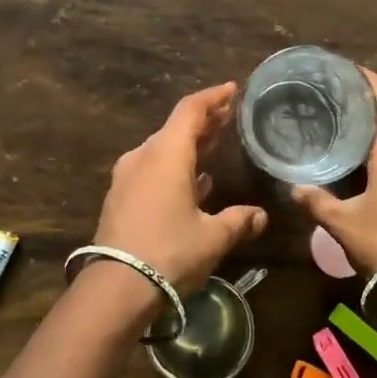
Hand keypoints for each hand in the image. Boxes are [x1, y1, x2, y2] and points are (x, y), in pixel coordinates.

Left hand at [93, 82, 268, 298]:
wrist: (115, 288)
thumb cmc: (170, 252)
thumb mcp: (213, 237)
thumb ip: (239, 221)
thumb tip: (261, 216)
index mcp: (167, 154)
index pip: (191, 110)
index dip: (214, 97)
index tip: (233, 89)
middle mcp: (143, 157)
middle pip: (176, 128)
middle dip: (204, 121)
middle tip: (229, 117)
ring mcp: (127, 177)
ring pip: (162, 150)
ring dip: (188, 145)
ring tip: (215, 146)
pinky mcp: (119, 197)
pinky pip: (151, 170)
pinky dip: (174, 166)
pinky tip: (193, 182)